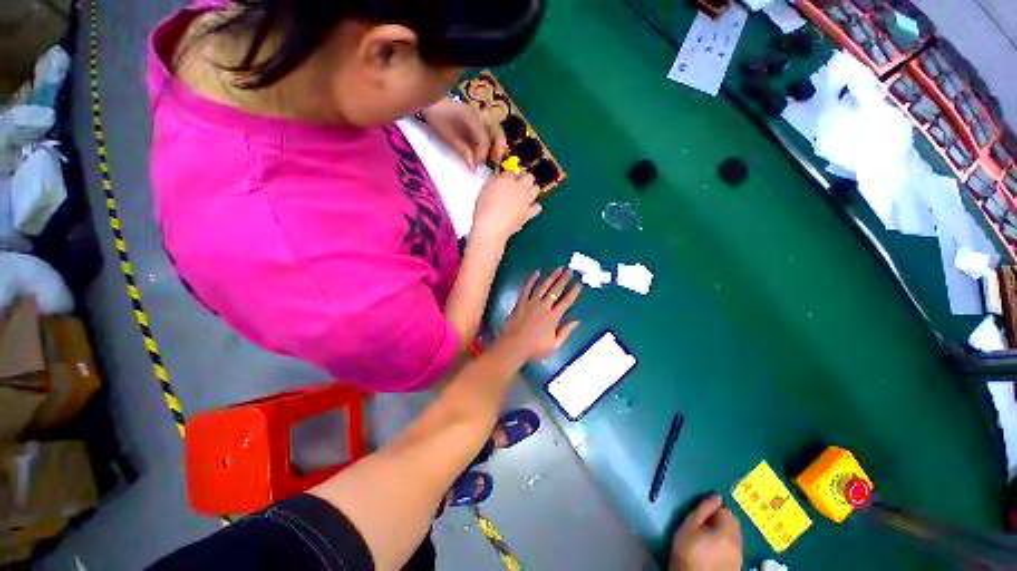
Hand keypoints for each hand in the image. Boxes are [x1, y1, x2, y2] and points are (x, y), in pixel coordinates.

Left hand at [422, 97, 506, 168]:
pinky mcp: (479, 118)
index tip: (475, 166)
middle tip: (494, 161)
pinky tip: (488, 150)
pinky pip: (491, 129)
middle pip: (497, 132)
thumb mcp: (448, 136)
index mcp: (472, 119)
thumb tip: (474, 167)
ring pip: (497, 130)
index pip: (484, 141)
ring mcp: (481, 115)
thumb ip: (463, 151)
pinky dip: (493, 140)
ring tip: (494, 157)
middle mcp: (480, 116)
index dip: (481, 156)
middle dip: (498, 148)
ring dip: (498, 144)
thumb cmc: (437, 119)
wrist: (431, 102)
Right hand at [471, 171, 541, 245]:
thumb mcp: (484, 191)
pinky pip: (538, 206)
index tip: (509, 179)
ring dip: (532, 190)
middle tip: (520, 184)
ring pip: (536, 188)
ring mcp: (525, 200)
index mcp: (506, 179)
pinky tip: (530, 207)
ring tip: (526, 194)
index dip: (511, 175)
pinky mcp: (529, 212)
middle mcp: (518, 187)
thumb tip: (496, 180)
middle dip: (525, 179)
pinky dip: (535, 206)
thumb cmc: (484, 211)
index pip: (513, 171)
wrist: (491, 227)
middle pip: (529, 176)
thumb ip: (492, 182)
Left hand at [501, 268, 581, 360]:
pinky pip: (527, 288)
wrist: (513, 346)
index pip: (567, 302)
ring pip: (543, 286)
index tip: (579, 284)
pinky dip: (532, 279)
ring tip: (559, 268)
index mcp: (553, 317)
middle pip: (556, 290)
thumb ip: (566, 332)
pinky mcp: (521, 302)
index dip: (574, 292)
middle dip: (564, 279)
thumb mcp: (554, 345)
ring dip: (552, 276)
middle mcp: (544, 306)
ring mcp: (531, 303)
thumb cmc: (534, 349)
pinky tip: (537, 272)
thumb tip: (577, 321)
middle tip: (570, 271)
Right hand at [670, 496, 743, 570]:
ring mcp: (740, 557)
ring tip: (707, 538)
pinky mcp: (737, 566)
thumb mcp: (689, 526)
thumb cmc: (687, 551)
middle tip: (703, 525)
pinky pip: (734, 548)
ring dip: (724, 533)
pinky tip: (713, 550)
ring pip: (735, 537)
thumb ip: (703, 510)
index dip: (714, 510)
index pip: (727, 512)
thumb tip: (715, 496)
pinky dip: (726, 545)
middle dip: (721, 521)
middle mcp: (738, 544)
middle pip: (734, 524)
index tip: (702, 515)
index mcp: (728, 533)